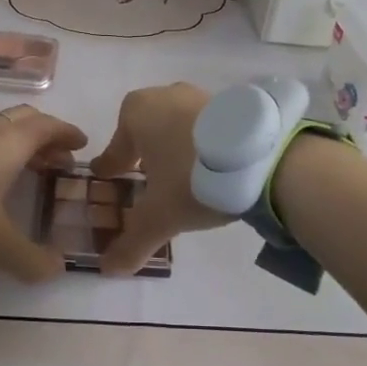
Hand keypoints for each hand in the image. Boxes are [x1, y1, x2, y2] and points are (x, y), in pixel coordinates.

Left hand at [0, 104, 86, 282]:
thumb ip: (30, 259)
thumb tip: (58, 269)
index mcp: (10, 142)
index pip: (48, 126)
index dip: (67, 133)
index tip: (81, 143)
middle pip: (25, 120)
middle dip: (46, 135)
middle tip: (60, 158)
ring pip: (1, 129)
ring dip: (21, 143)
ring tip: (30, 169)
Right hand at [88, 83, 233, 276]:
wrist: (258, 155)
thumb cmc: (191, 176)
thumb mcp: (159, 217)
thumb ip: (132, 242)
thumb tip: (108, 269)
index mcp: (136, 112)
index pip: (116, 145)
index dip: (113, 164)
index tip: (109, 176)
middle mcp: (165, 96)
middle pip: (146, 130)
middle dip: (144, 153)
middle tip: (146, 179)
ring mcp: (200, 96)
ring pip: (177, 126)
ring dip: (175, 148)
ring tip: (182, 177)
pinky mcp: (231, 104)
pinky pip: (205, 128)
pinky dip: (202, 145)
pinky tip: (212, 168)